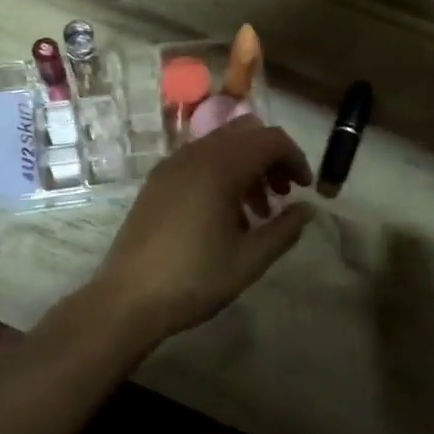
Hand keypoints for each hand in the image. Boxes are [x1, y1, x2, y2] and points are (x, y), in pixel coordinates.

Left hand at [89, 116, 313, 346]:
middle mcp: (194, 154)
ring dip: (246, 167)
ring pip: (221, 146)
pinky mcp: (157, 181)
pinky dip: (221, 174)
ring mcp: (171, 165)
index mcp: (220, 167)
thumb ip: (284, 229)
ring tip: (257, 213)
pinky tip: (224, 215)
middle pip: (245, 135)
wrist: (127, 298)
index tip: (304, 189)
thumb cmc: (194, 279)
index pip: (270, 139)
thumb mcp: (250, 260)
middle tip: (282, 196)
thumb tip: (307, 209)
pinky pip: (198, 161)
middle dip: (271, 159)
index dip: (294, 158)